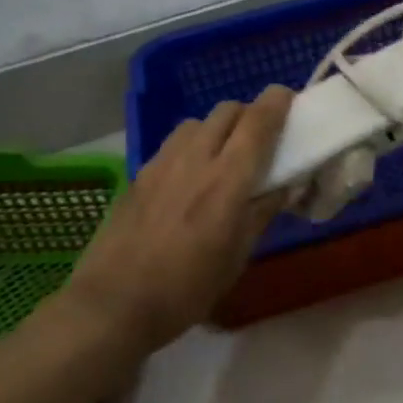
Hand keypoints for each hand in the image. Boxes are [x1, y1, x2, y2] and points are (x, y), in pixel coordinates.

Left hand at [64, 86, 294, 354]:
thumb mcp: (236, 257)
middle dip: (248, 115)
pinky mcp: (139, 174)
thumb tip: (285, 185)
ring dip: (217, 128)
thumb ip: (262, 213)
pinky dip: (192, 146)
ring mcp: (162, 163)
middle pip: (227, 110)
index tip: (288, 98)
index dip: (276, 102)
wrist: (114, 304)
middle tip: (259, 140)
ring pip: (197, 122)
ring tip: (222, 158)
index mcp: (227, 180)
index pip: (257, 122)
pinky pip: (174, 143)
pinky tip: (190, 178)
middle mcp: (195, 159)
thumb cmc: (187, 289)